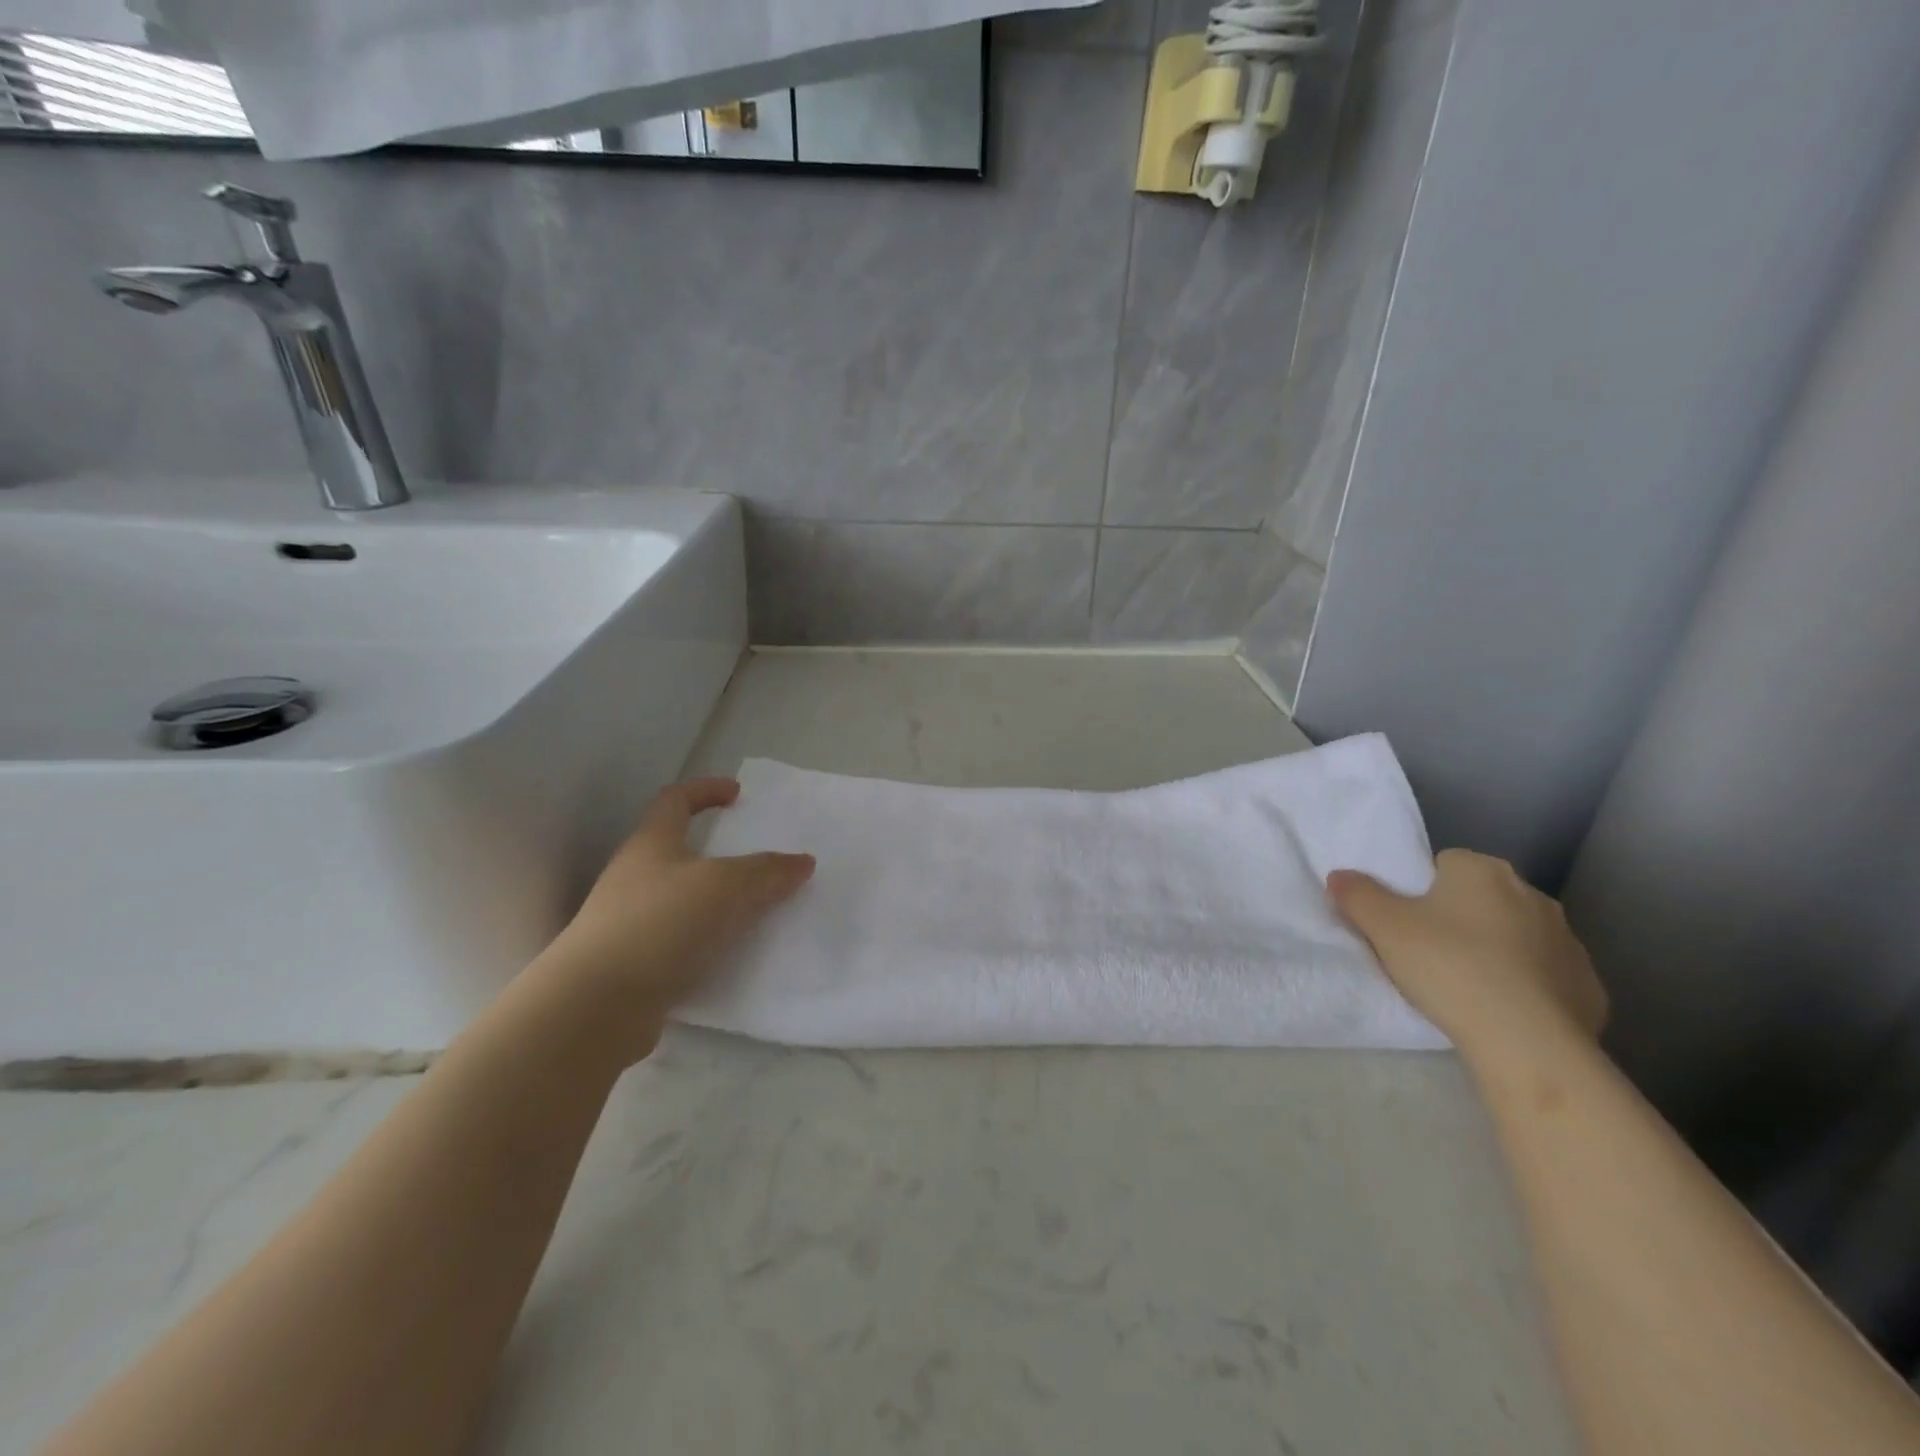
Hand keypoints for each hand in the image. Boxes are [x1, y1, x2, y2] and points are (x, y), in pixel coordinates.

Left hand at [538, 777, 813, 1054]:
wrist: (594, 1007)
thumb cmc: (660, 924)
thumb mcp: (725, 887)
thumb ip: (767, 872)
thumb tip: (802, 861)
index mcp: (652, 844)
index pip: (676, 799)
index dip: (706, 790)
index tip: (738, 794)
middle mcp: (635, 876)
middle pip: (677, 850)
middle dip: (717, 850)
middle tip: (757, 859)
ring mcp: (628, 922)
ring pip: (681, 898)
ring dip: (715, 899)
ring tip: (755, 909)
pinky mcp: (632, 964)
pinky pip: (680, 940)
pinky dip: (707, 940)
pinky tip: (733, 955)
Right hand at [1327, 849, 1606, 1064]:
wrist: (1528, 1042)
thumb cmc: (1448, 966)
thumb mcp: (1382, 926)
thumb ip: (1357, 894)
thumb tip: (1341, 876)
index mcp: (1482, 870)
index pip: (1444, 863)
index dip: (1419, 890)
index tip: (1406, 921)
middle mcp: (1531, 894)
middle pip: (1481, 897)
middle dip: (1458, 917)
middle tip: (1428, 952)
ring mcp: (1567, 941)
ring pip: (1516, 936)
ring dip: (1495, 950)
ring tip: (1464, 985)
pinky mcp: (1588, 986)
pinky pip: (1545, 976)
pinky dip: (1526, 986)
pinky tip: (1503, 1011)